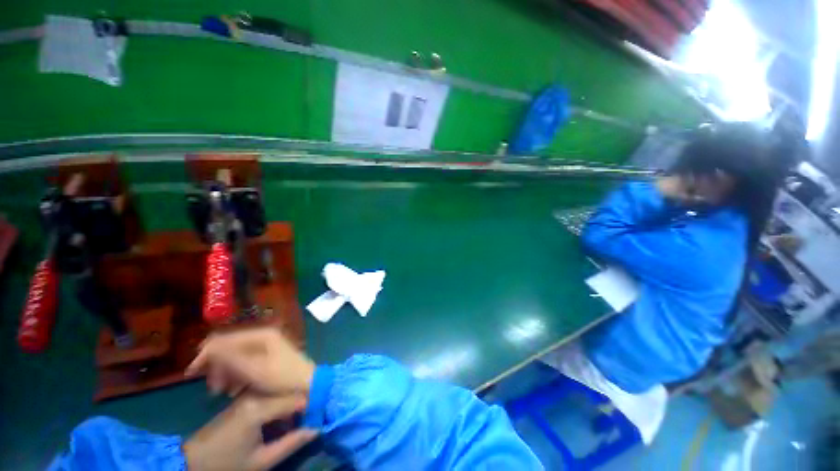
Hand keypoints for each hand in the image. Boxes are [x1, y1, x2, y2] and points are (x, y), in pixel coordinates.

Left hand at [183, 394, 315, 470]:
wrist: (192, 461)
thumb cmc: (226, 464)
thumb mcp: (261, 461)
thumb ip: (291, 443)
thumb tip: (317, 429)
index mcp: (259, 407)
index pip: (297, 398)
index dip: (313, 406)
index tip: (323, 415)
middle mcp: (256, 393)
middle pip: (290, 392)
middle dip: (304, 404)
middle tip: (312, 419)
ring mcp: (250, 393)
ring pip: (282, 391)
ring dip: (293, 404)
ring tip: (299, 420)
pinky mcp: (245, 396)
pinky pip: (272, 394)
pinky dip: (282, 404)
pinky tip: (283, 419)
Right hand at [186, 326, 315, 396]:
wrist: (306, 385)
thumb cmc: (281, 378)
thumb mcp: (253, 370)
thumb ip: (230, 357)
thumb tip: (207, 345)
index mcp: (261, 335)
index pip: (226, 338)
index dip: (207, 353)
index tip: (192, 372)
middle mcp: (263, 337)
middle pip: (230, 348)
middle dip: (217, 367)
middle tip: (212, 388)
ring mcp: (266, 346)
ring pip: (236, 357)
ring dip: (226, 373)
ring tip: (222, 392)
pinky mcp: (268, 357)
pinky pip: (245, 363)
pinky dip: (236, 375)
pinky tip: (234, 390)